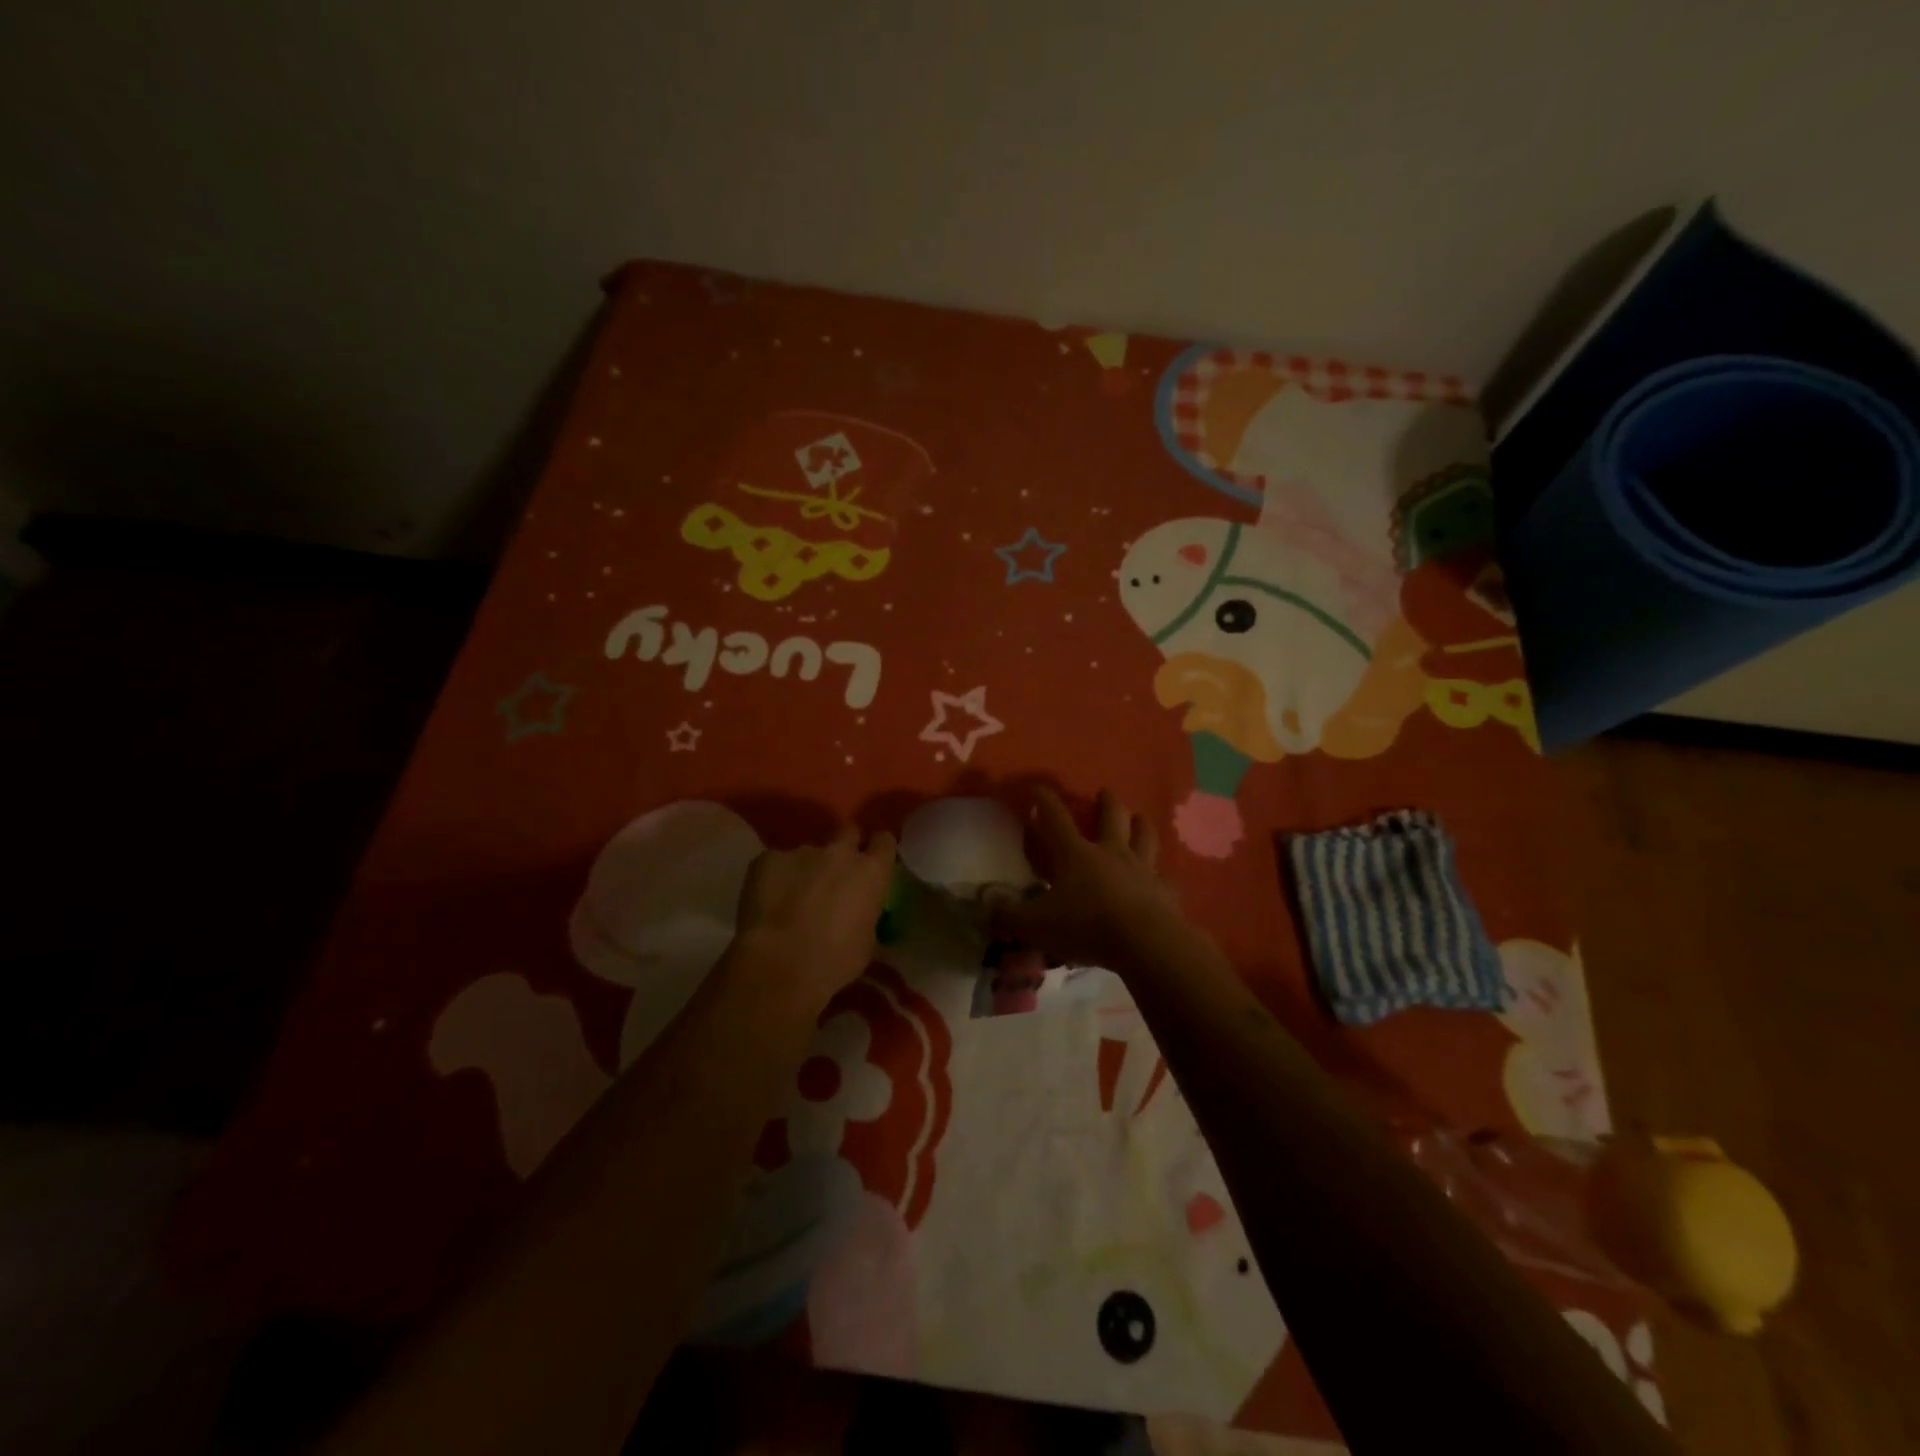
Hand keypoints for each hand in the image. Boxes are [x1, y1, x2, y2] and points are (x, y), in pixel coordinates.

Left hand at [732, 823, 897, 1012]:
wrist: (779, 964)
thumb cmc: (835, 961)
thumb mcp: (867, 941)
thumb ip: (865, 913)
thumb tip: (858, 911)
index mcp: (871, 872)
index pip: (885, 841)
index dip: (878, 849)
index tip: (873, 861)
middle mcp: (840, 852)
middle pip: (849, 831)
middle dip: (846, 844)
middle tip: (837, 870)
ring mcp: (801, 851)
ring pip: (809, 852)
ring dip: (807, 868)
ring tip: (794, 896)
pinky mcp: (767, 858)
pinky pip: (776, 863)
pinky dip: (776, 877)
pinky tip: (768, 901)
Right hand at [992, 789, 1186, 971]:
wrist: (1145, 943)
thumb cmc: (1086, 926)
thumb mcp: (1036, 925)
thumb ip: (1008, 916)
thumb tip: (986, 907)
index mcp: (1076, 854)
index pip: (1055, 818)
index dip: (1044, 800)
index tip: (1037, 788)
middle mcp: (1111, 853)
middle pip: (1111, 816)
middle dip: (1107, 802)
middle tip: (1105, 792)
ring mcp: (1142, 870)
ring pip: (1145, 837)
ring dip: (1140, 825)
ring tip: (1139, 819)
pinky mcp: (1165, 893)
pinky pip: (1164, 880)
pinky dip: (1160, 879)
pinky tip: (1161, 882)